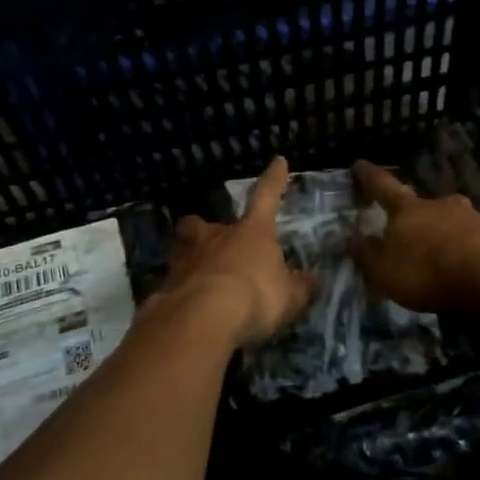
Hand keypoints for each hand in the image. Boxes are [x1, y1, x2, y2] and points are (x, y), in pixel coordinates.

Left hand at [158, 156, 316, 348]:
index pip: (266, 196)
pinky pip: (174, 283)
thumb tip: (313, 282)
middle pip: (202, 224)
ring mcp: (186, 260)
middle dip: (204, 229)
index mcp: (251, 232)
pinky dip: (181, 292)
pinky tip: (188, 309)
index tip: (278, 161)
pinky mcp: (166, 287)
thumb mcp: (289, 297)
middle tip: (212, 244)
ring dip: (191, 260)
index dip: (274, 179)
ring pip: (184, 249)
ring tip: (200, 280)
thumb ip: (300, 288)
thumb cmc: (254, 296)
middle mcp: (215, 237)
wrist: (202, 319)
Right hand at [352, 159, 479, 313]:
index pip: (383, 186)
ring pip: (452, 220)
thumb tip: (355, 240)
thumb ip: (367, 254)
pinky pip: (475, 239)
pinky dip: (468, 249)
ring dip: (444, 232)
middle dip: (414, 213)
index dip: (369, 176)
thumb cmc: (428, 269)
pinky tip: (468, 266)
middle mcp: (439, 204)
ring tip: (441, 254)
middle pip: (422, 203)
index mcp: (407, 209)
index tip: (359, 163)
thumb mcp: (384, 270)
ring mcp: (472, 217)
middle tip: (408, 225)